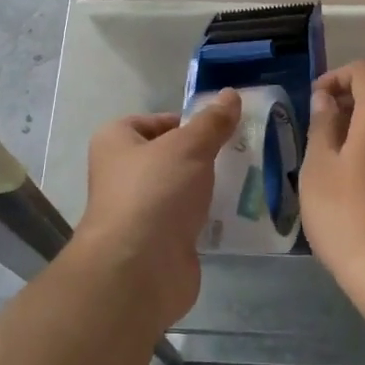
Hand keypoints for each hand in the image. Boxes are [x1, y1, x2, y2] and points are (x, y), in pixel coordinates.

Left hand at [69, 89, 242, 324]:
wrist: (140, 269)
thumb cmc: (155, 192)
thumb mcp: (188, 147)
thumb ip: (212, 122)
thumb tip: (230, 94)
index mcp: (116, 142)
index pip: (153, 121)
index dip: (185, 122)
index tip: (219, 128)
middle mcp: (122, 174)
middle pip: (170, 156)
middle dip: (204, 156)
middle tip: (241, 152)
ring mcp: (141, 211)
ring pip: (181, 190)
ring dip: (209, 187)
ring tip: (249, 179)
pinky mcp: (160, 242)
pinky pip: (189, 220)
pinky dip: (210, 217)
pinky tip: (239, 213)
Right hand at [300, 60, 364, 287]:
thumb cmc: (347, 215)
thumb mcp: (318, 168)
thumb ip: (322, 124)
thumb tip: (327, 98)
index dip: (338, 75)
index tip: (316, 100)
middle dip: (347, 106)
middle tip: (318, 135)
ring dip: (362, 134)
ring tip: (334, 167)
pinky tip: (358, 189)